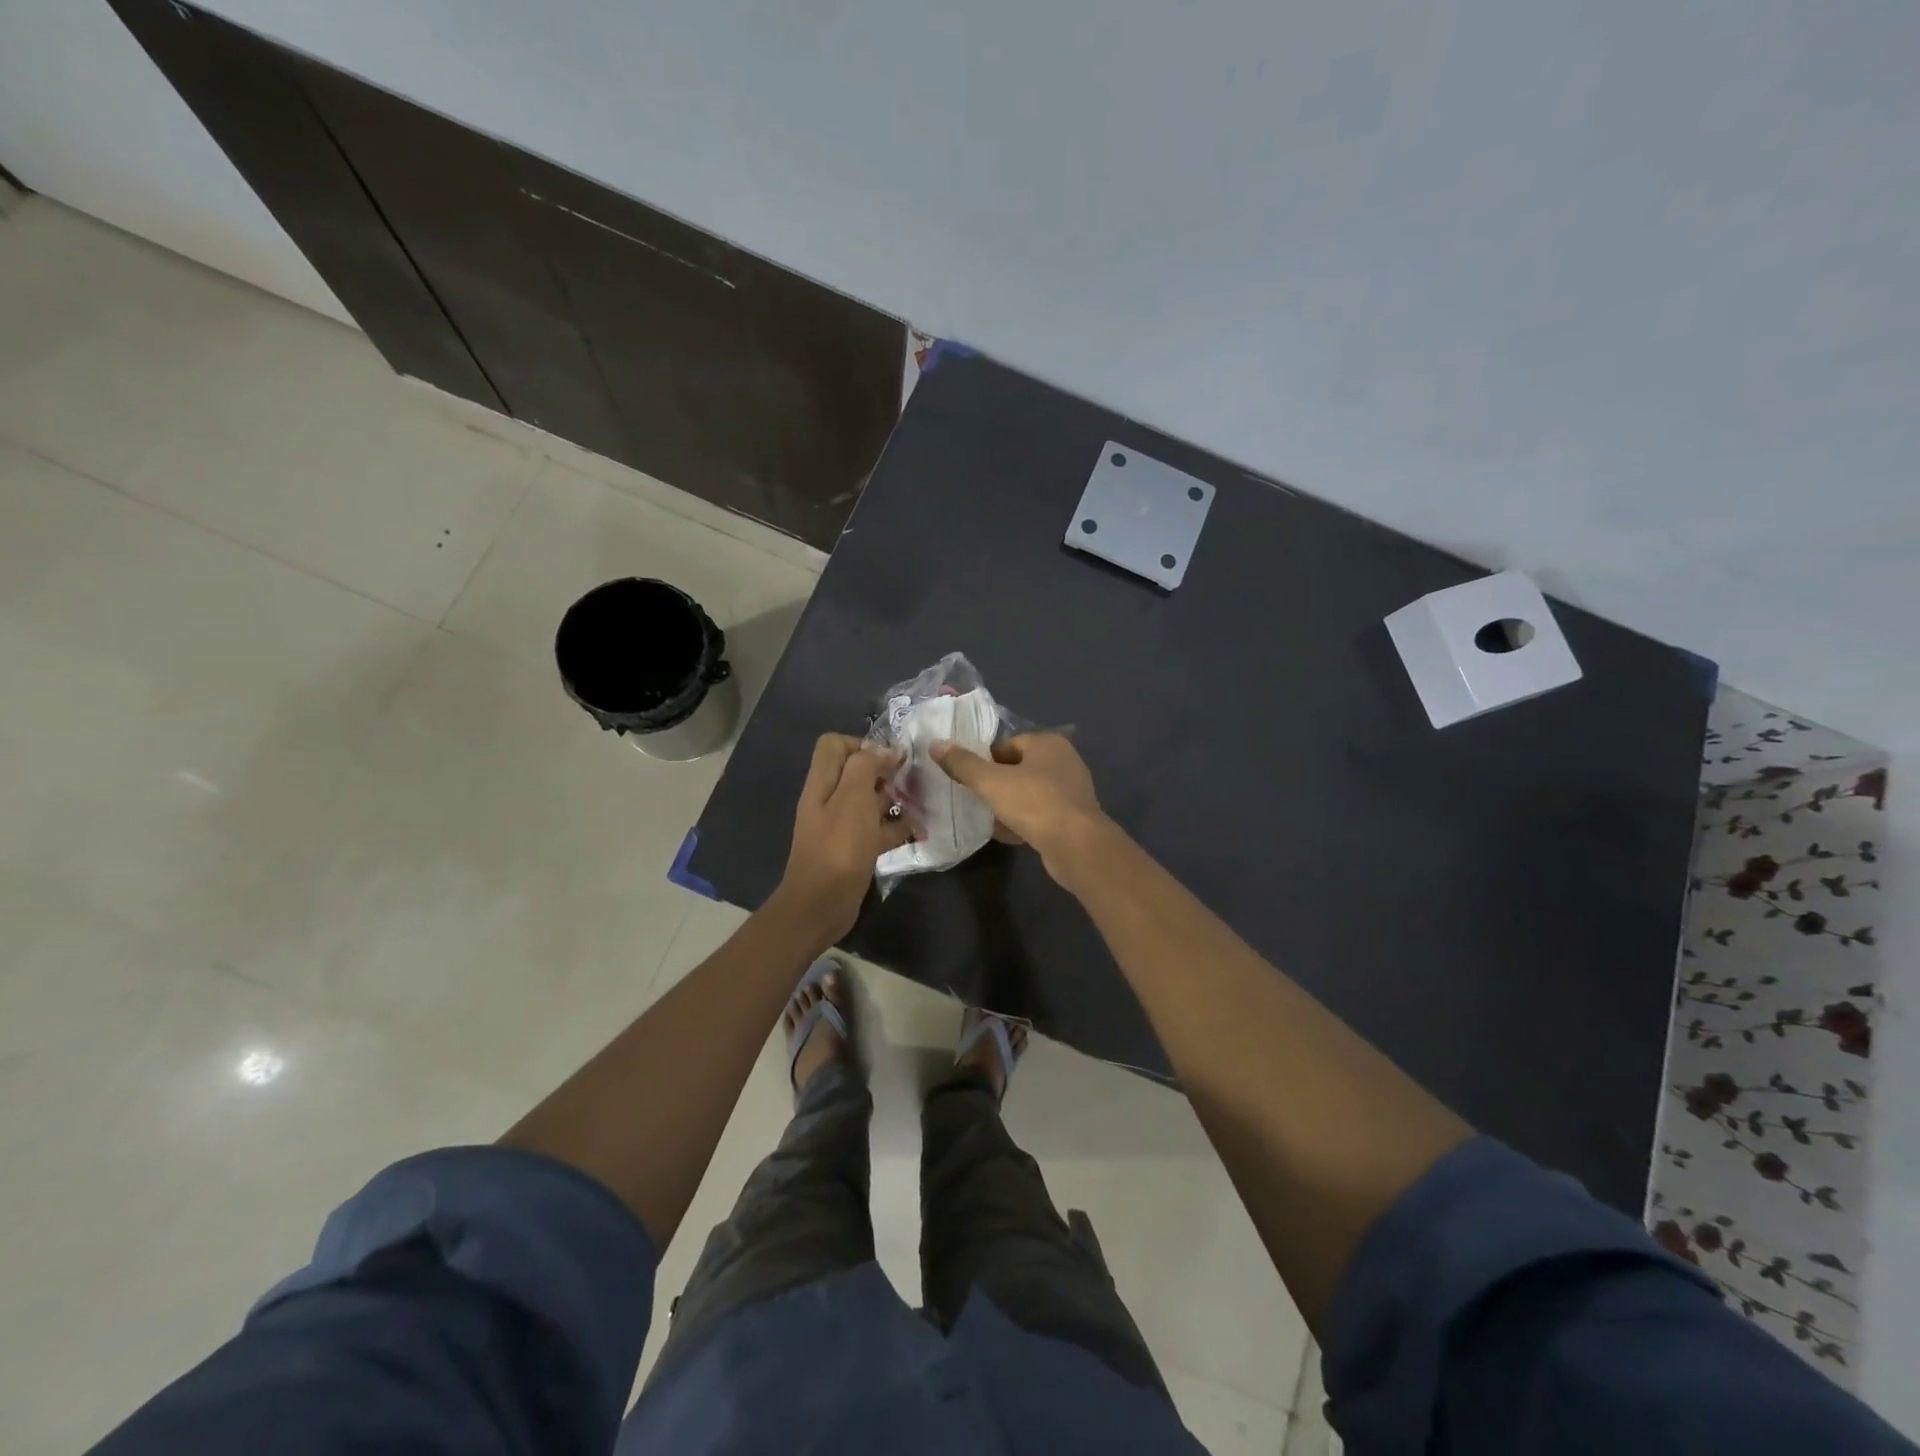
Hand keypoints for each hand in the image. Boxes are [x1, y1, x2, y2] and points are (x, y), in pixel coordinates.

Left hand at [773, 734, 910, 942]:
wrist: (821, 905)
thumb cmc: (838, 847)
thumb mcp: (852, 797)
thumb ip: (865, 766)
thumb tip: (884, 751)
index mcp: (822, 782)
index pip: (834, 744)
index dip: (862, 744)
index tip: (889, 759)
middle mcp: (829, 800)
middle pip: (856, 772)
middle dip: (885, 772)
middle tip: (911, 781)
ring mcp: (841, 826)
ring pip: (870, 801)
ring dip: (895, 800)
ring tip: (922, 804)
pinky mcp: (854, 850)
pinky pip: (877, 830)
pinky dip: (897, 828)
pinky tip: (919, 831)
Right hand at [931, 733, 1111, 885]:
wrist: (1076, 845)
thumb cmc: (1034, 803)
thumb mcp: (991, 782)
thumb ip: (963, 764)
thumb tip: (936, 744)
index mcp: (1048, 743)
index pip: (1007, 745)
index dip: (985, 760)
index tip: (968, 779)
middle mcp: (1064, 761)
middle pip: (1019, 768)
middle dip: (996, 783)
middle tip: (974, 798)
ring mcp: (1071, 790)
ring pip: (1029, 793)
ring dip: (1008, 804)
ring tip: (986, 817)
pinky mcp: (1073, 817)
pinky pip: (1040, 814)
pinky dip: (1024, 821)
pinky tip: (1006, 835)